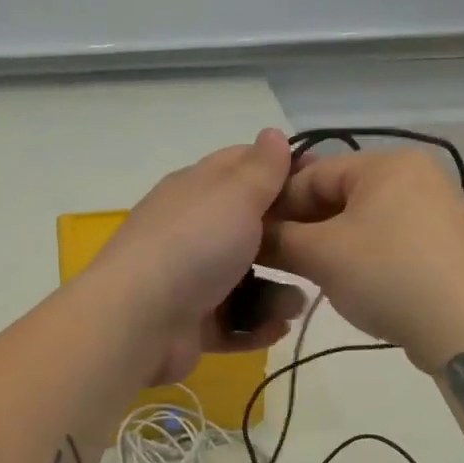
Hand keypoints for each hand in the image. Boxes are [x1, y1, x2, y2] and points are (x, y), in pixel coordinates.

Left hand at [87, 128, 306, 385]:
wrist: (140, 320)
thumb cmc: (194, 245)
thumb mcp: (235, 195)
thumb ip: (261, 168)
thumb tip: (273, 134)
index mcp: (196, 190)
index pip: (241, 167)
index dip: (282, 169)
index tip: (322, 182)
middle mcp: (190, 230)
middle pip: (247, 228)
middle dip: (286, 241)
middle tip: (319, 250)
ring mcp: (188, 279)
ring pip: (243, 280)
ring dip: (275, 293)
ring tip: (295, 305)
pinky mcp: (190, 323)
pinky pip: (232, 323)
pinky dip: (255, 327)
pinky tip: (278, 328)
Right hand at [262, 149, 463, 364]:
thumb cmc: (389, 275)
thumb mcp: (322, 255)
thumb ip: (279, 240)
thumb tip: (250, 238)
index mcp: (387, 163)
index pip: (313, 173)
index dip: (277, 204)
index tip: (251, 236)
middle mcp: (416, 176)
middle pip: (341, 196)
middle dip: (305, 226)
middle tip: (277, 259)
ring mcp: (437, 211)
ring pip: (365, 221)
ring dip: (331, 245)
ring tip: (308, 274)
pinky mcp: (447, 246)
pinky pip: (391, 242)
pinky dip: (364, 258)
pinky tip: (351, 284)